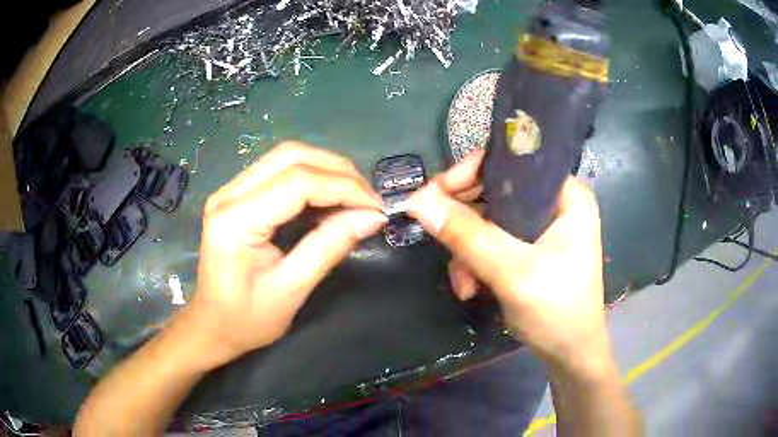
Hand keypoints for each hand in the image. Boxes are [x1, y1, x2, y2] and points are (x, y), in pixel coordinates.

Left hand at [183, 142, 386, 367]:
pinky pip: (279, 171)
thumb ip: (329, 247)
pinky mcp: (237, 195)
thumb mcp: (291, 289)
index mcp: (235, 221)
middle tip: (368, 199)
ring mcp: (230, 191)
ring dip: (326, 170)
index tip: (376, 208)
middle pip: (291, 155)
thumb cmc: (246, 319)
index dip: (344, 188)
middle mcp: (228, 194)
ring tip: (355, 198)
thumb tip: (372, 217)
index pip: (297, 182)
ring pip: (286, 157)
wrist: (212, 326)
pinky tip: (329, 199)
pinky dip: (312, 178)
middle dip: (338, 171)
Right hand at [405, 150, 609, 374]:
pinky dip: (475, 263)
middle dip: (465, 223)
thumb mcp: (512, 273)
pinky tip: (471, 288)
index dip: (471, 172)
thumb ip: (467, 236)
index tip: (437, 194)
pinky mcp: (531, 249)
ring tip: (463, 285)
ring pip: (488, 220)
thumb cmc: (557, 312)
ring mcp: (542, 227)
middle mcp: (555, 203)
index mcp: (566, 194)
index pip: (513, 163)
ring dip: (467, 251)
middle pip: (495, 192)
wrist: (570, 356)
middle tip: (439, 238)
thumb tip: (419, 201)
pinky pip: (492, 242)